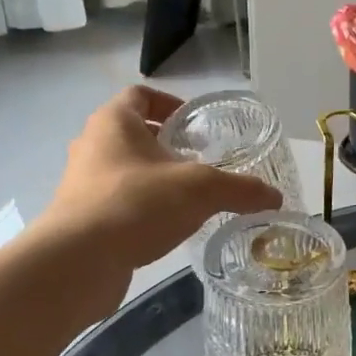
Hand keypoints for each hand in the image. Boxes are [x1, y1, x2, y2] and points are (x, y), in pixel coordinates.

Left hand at [39, 87, 281, 280]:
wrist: (78, 261)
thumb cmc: (137, 204)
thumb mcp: (200, 190)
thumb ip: (240, 189)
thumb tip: (276, 197)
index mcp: (114, 121)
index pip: (141, 94)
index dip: (170, 102)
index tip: (195, 124)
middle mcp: (92, 145)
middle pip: (133, 133)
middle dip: (167, 145)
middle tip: (199, 162)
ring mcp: (81, 183)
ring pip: (123, 170)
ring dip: (153, 178)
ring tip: (187, 198)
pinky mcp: (80, 217)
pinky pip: (115, 202)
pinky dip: (140, 208)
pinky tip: (166, 228)